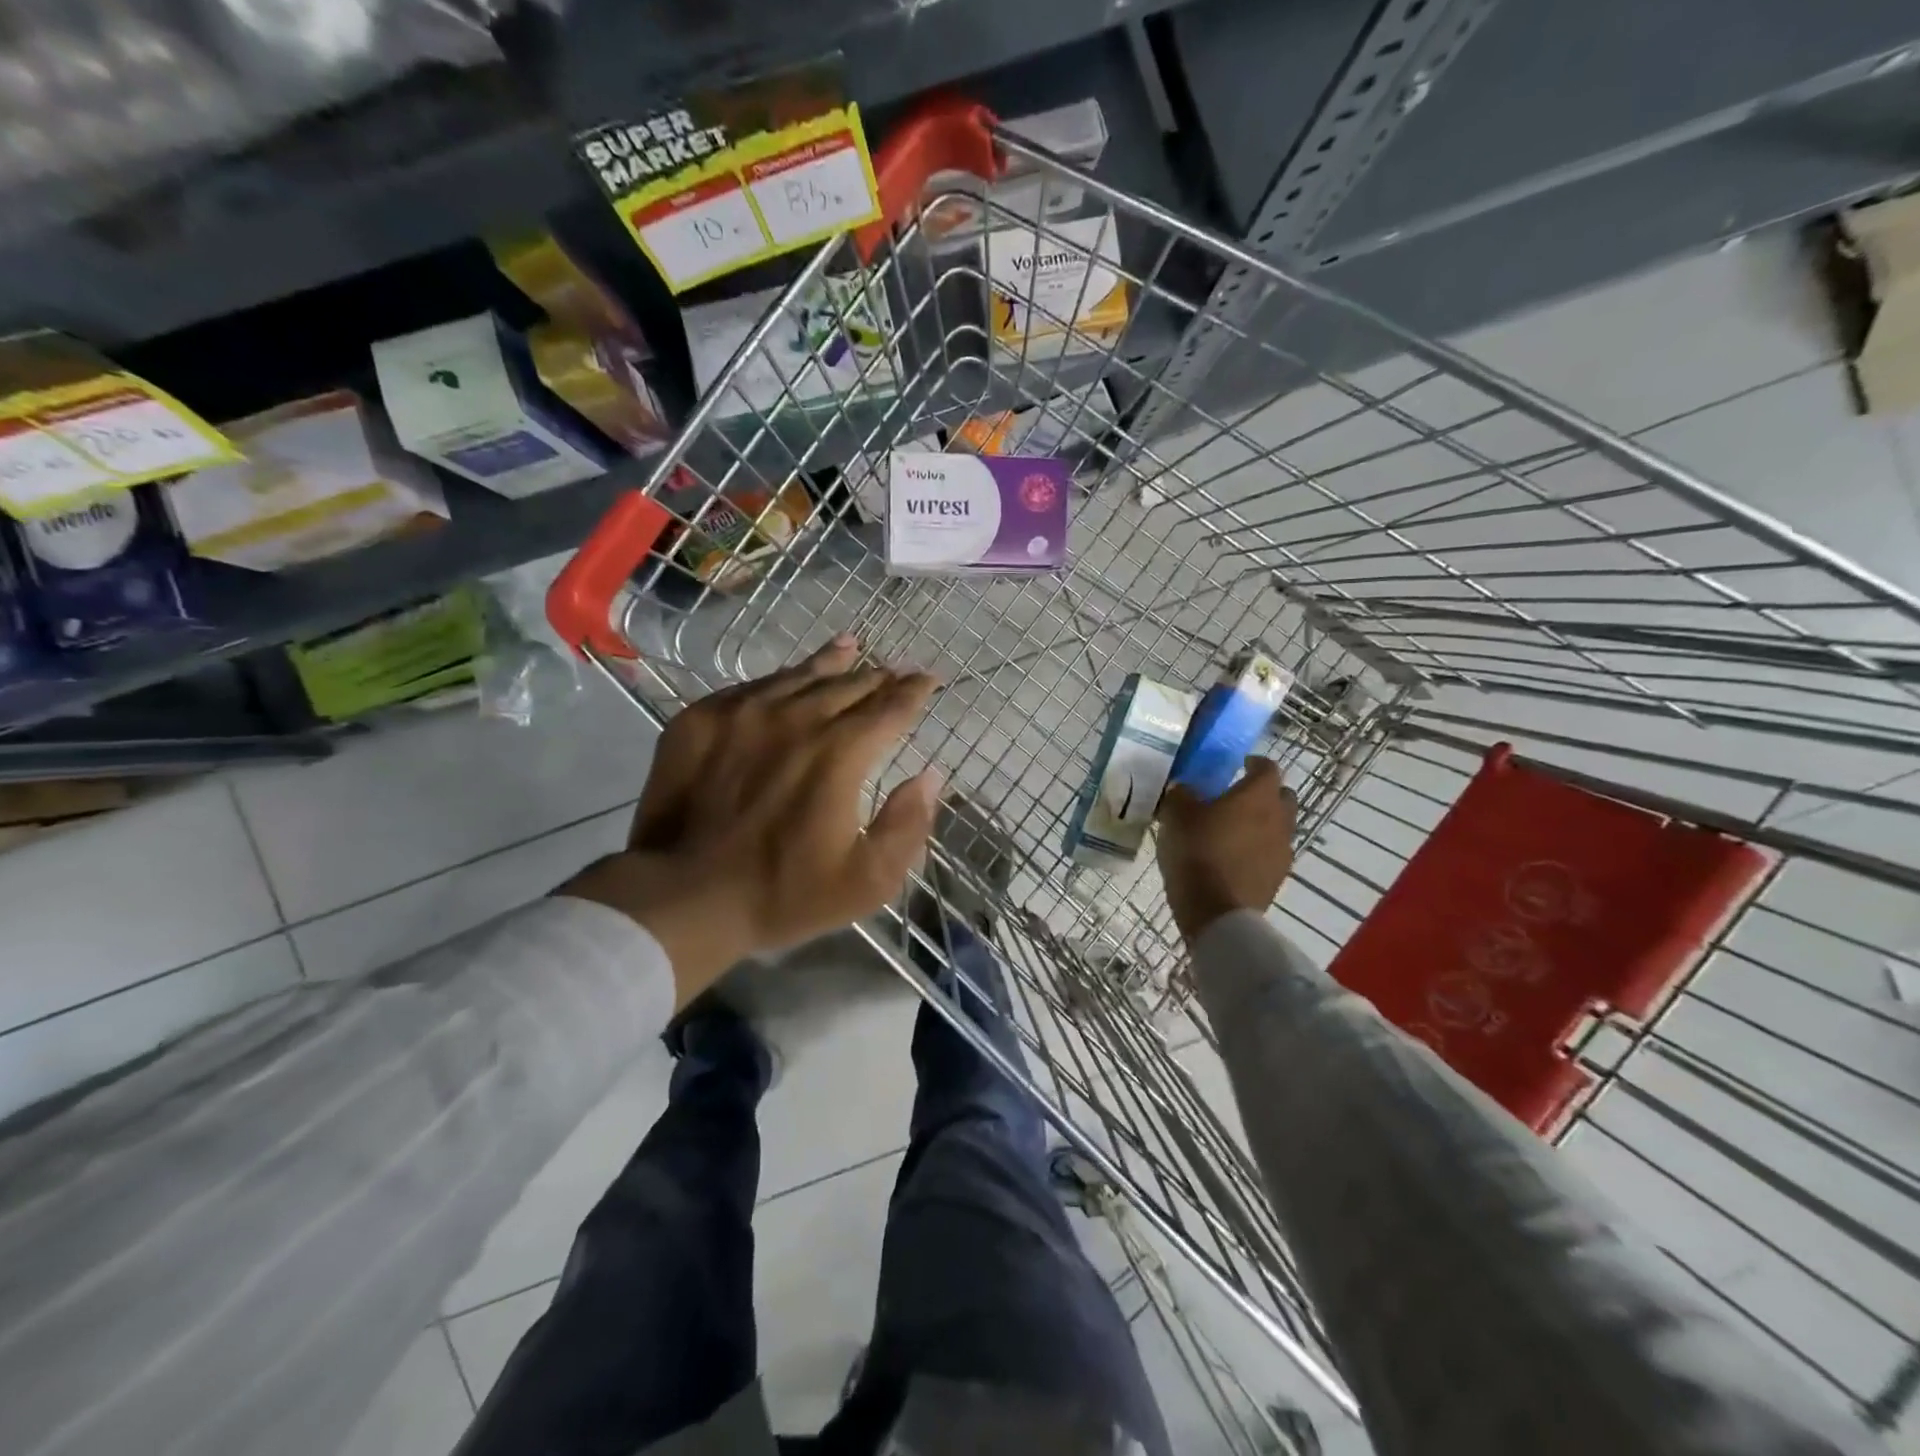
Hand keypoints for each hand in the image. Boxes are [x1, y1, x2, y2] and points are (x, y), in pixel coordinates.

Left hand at [560, 635, 942, 1005]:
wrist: (682, 895)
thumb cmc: (782, 893)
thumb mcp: (867, 880)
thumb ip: (907, 824)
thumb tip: (930, 776)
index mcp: (840, 752)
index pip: (890, 707)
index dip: (914, 691)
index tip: (929, 679)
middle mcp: (797, 717)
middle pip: (848, 684)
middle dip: (878, 677)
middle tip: (894, 671)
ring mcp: (744, 712)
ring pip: (800, 675)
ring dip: (832, 663)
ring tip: (849, 647)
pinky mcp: (702, 718)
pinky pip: (753, 686)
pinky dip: (781, 679)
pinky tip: (786, 679)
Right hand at [1156, 757, 1296, 943]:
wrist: (1216, 911)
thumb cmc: (1198, 851)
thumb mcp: (1176, 815)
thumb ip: (1181, 794)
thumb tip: (1184, 788)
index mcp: (1258, 795)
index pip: (1267, 767)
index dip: (1254, 763)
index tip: (1239, 765)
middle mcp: (1279, 818)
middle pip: (1281, 796)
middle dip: (1264, 793)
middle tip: (1238, 797)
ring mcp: (1283, 850)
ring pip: (1279, 826)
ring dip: (1262, 823)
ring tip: (1234, 830)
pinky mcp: (1278, 877)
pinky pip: (1272, 853)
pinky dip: (1259, 849)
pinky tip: (1235, 857)